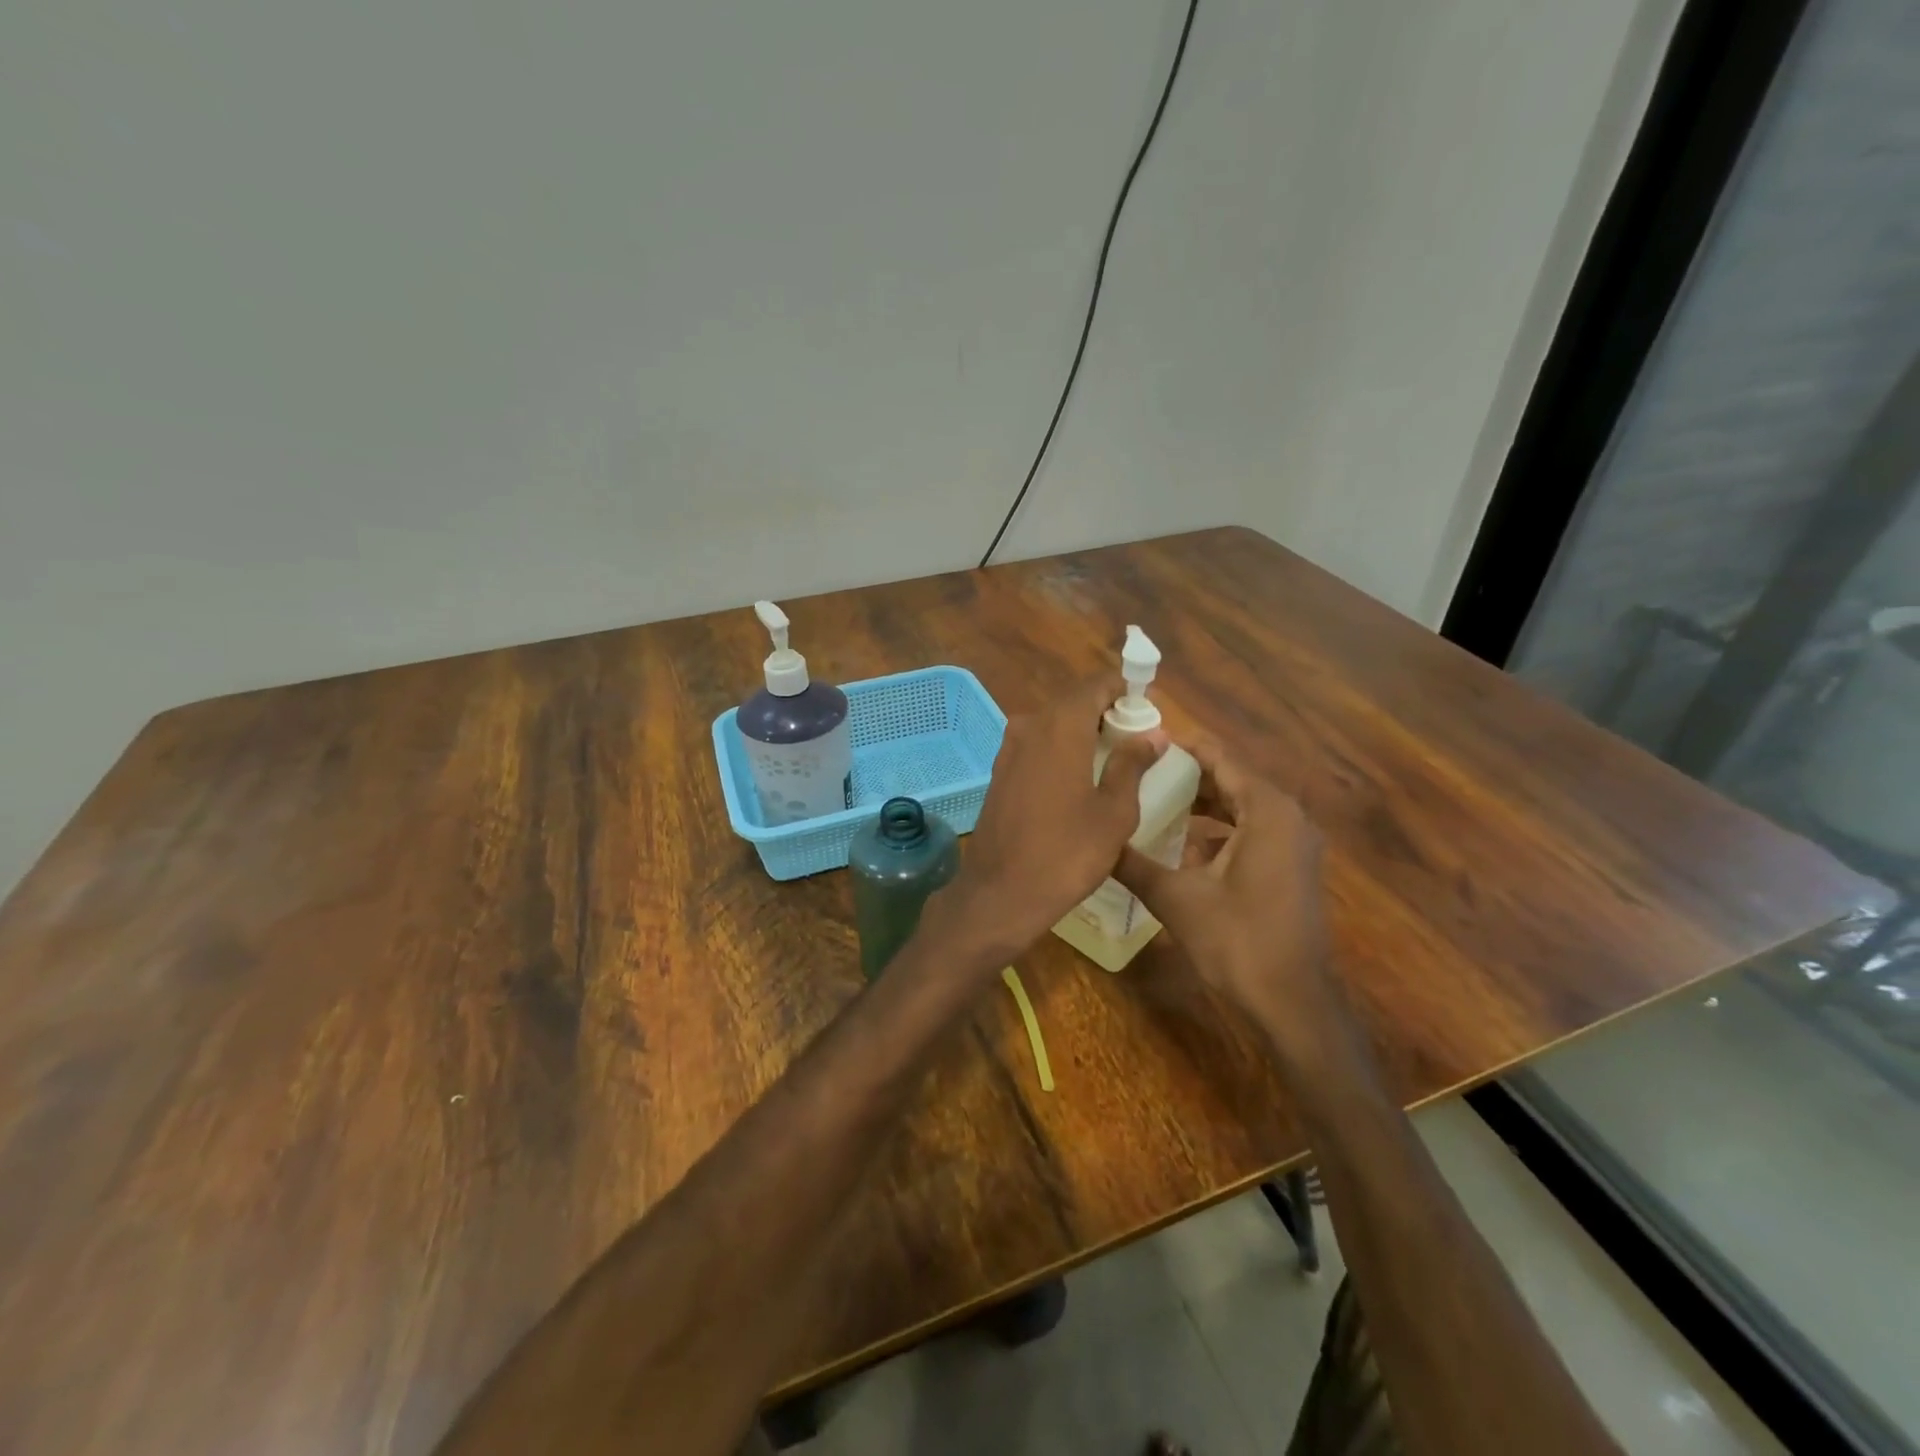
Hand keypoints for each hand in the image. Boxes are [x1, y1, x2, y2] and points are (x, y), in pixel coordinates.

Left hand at [934, 679, 1162, 960]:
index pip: (1097, 685)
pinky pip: (1037, 746)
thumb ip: (1132, 764)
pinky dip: (1061, 751)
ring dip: (1083, 734)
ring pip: (1053, 725)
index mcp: (1060, 726)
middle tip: (1137, 742)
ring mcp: (1008, 748)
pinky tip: (1078, 781)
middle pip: (1074, 703)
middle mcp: (1029, 725)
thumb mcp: (1113, 812)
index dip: (1125, 692)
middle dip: (1106, 714)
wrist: (999, 893)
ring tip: (1112, 763)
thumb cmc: (1066, 853)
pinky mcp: (998, 772)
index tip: (1148, 713)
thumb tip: (1152, 734)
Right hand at [1113, 740, 1352, 1074]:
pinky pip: (1252, 830)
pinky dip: (1220, 829)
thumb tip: (1094, 839)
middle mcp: (1287, 816)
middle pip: (1231, 779)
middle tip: (1139, 771)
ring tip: (1154, 800)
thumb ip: (1133, 863)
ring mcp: (1294, 842)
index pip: (1219, 758)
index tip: (1141, 742)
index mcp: (1266, 810)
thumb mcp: (1175, 897)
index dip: (1180, 748)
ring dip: (1202, 803)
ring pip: (1242, 806)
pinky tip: (1183, 845)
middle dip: (1187, 775)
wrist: (1292, 1001)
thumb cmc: (1237, 940)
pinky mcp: (1292, 866)